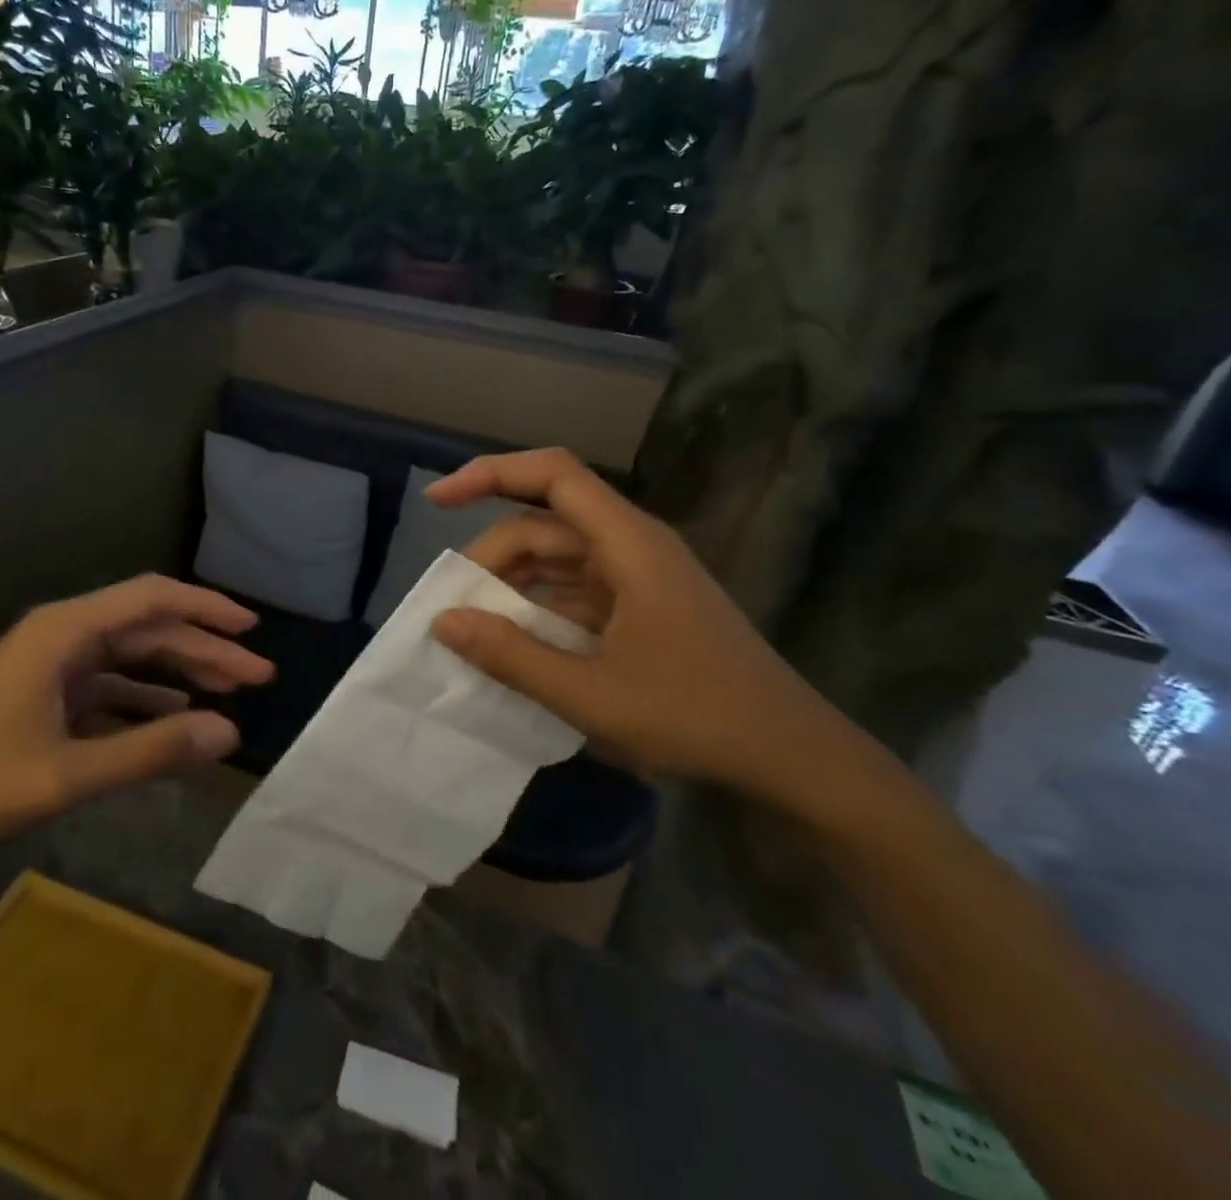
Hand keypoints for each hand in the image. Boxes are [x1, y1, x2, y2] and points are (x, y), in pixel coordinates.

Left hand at [0, 576, 273, 868]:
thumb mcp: (69, 772)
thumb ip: (151, 750)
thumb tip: (229, 733)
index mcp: (66, 631)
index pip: (152, 599)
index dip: (206, 609)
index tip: (251, 629)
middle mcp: (63, 635)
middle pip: (148, 628)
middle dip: (205, 649)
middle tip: (257, 677)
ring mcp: (52, 665)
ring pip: (132, 656)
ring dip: (180, 672)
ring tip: (229, 694)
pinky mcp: (44, 695)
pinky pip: (109, 686)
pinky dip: (146, 699)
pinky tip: (175, 717)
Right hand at [426, 449, 848, 803]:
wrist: (792, 757)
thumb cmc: (697, 717)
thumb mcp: (591, 695)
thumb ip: (512, 656)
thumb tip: (443, 621)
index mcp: (628, 544)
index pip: (552, 474)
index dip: (489, 474)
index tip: (437, 501)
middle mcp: (632, 546)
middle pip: (544, 523)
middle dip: (492, 557)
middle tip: (455, 610)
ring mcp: (638, 577)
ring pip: (556, 558)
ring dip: (512, 586)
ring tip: (476, 630)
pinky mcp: (641, 607)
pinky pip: (575, 591)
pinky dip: (539, 609)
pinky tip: (516, 646)